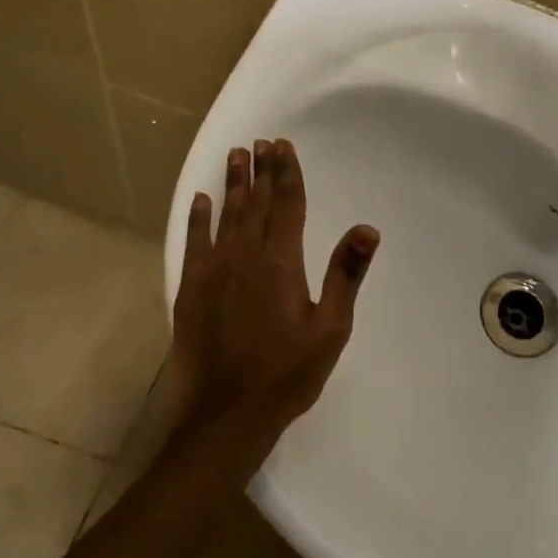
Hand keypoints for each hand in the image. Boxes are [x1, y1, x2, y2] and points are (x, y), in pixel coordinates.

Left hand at [167, 139, 378, 465]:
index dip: (287, 173)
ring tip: (236, 155)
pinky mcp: (191, 289)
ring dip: (233, 184)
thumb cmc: (286, 373)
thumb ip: (346, 275)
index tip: (283, 146)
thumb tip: (367, 228)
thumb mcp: (330, 329)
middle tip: (261, 141)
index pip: (287, 205)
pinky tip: (201, 200)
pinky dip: (198, 218)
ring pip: (226, 215)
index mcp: (281, 262)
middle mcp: (245, 255)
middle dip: (262, 170)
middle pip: (257, 202)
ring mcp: (213, 270)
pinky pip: (194, 242)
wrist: (225, 415)